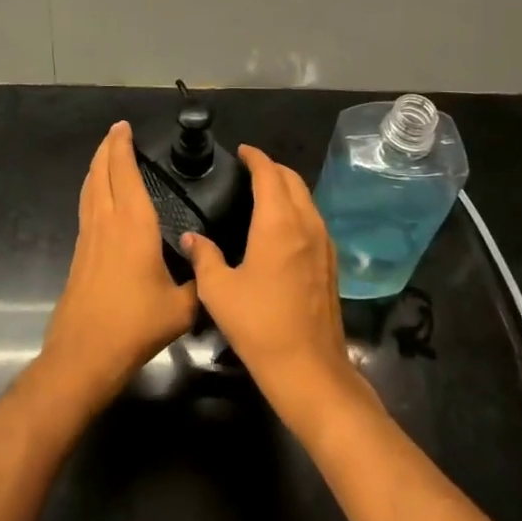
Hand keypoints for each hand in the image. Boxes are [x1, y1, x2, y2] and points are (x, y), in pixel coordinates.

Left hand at [38, 122, 198, 409]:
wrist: (86, 351)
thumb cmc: (135, 323)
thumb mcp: (181, 307)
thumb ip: (199, 282)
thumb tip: (209, 269)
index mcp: (133, 223)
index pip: (125, 172)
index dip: (123, 146)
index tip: (124, 127)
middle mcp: (107, 220)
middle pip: (101, 172)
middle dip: (107, 147)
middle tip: (117, 132)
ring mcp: (89, 235)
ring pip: (90, 187)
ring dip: (97, 165)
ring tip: (106, 153)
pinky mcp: (80, 251)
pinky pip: (87, 205)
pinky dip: (93, 187)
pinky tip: (99, 195)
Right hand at [183, 146, 372, 436]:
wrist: (309, 369)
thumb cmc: (259, 325)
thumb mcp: (219, 291)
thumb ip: (204, 257)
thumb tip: (191, 238)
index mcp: (278, 222)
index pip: (268, 173)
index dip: (255, 157)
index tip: (241, 151)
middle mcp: (305, 224)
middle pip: (292, 180)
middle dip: (272, 168)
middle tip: (249, 168)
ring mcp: (323, 243)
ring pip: (306, 199)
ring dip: (287, 187)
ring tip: (263, 191)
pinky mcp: (330, 263)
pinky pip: (313, 219)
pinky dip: (297, 208)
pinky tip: (282, 225)